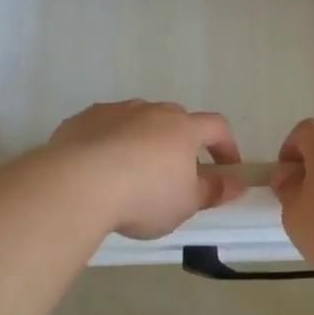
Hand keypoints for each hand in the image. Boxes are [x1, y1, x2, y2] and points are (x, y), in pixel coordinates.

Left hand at [47, 101, 247, 239]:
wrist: (77, 185)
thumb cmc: (144, 197)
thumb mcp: (185, 203)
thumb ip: (213, 191)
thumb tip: (236, 183)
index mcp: (182, 128)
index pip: (216, 127)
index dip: (226, 146)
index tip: (226, 170)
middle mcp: (151, 111)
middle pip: (174, 120)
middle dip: (180, 143)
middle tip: (174, 175)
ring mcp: (114, 111)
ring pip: (137, 122)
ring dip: (142, 141)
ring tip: (132, 175)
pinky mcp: (82, 120)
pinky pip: (104, 128)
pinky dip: (109, 143)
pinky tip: (99, 170)